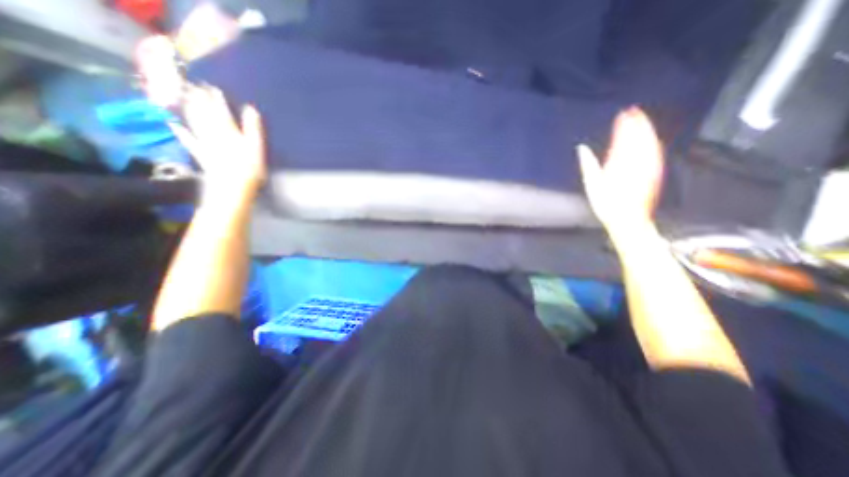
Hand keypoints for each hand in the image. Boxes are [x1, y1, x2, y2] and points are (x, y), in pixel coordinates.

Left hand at [169, 85, 263, 204]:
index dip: (217, 97)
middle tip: (192, 85)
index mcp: (229, 130)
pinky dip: (180, 130)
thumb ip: (253, 128)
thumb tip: (250, 108)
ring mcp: (204, 143)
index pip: (221, 110)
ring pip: (194, 121)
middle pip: (204, 113)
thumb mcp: (257, 147)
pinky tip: (172, 122)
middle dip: (199, 99)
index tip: (212, 85)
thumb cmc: (250, 168)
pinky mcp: (200, 154)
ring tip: (183, 96)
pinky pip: (187, 139)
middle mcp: (214, 132)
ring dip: (188, 108)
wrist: (232, 187)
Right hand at [577, 106, 663, 236]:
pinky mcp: (653, 174)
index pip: (623, 138)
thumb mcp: (591, 184)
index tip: (623, 114)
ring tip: (642, 122)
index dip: (624, 125)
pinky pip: (655, 154)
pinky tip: (652, 141)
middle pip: (639, 138)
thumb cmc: (606, 203)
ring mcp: (647, 167)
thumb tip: (582, 149)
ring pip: (649, 144)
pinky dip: (652, 143)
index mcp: (619, 162)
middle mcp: (635, 162)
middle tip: (634, 112)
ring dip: (646, 131)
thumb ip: (588, 163)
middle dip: (637, 124)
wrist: (628, 218)